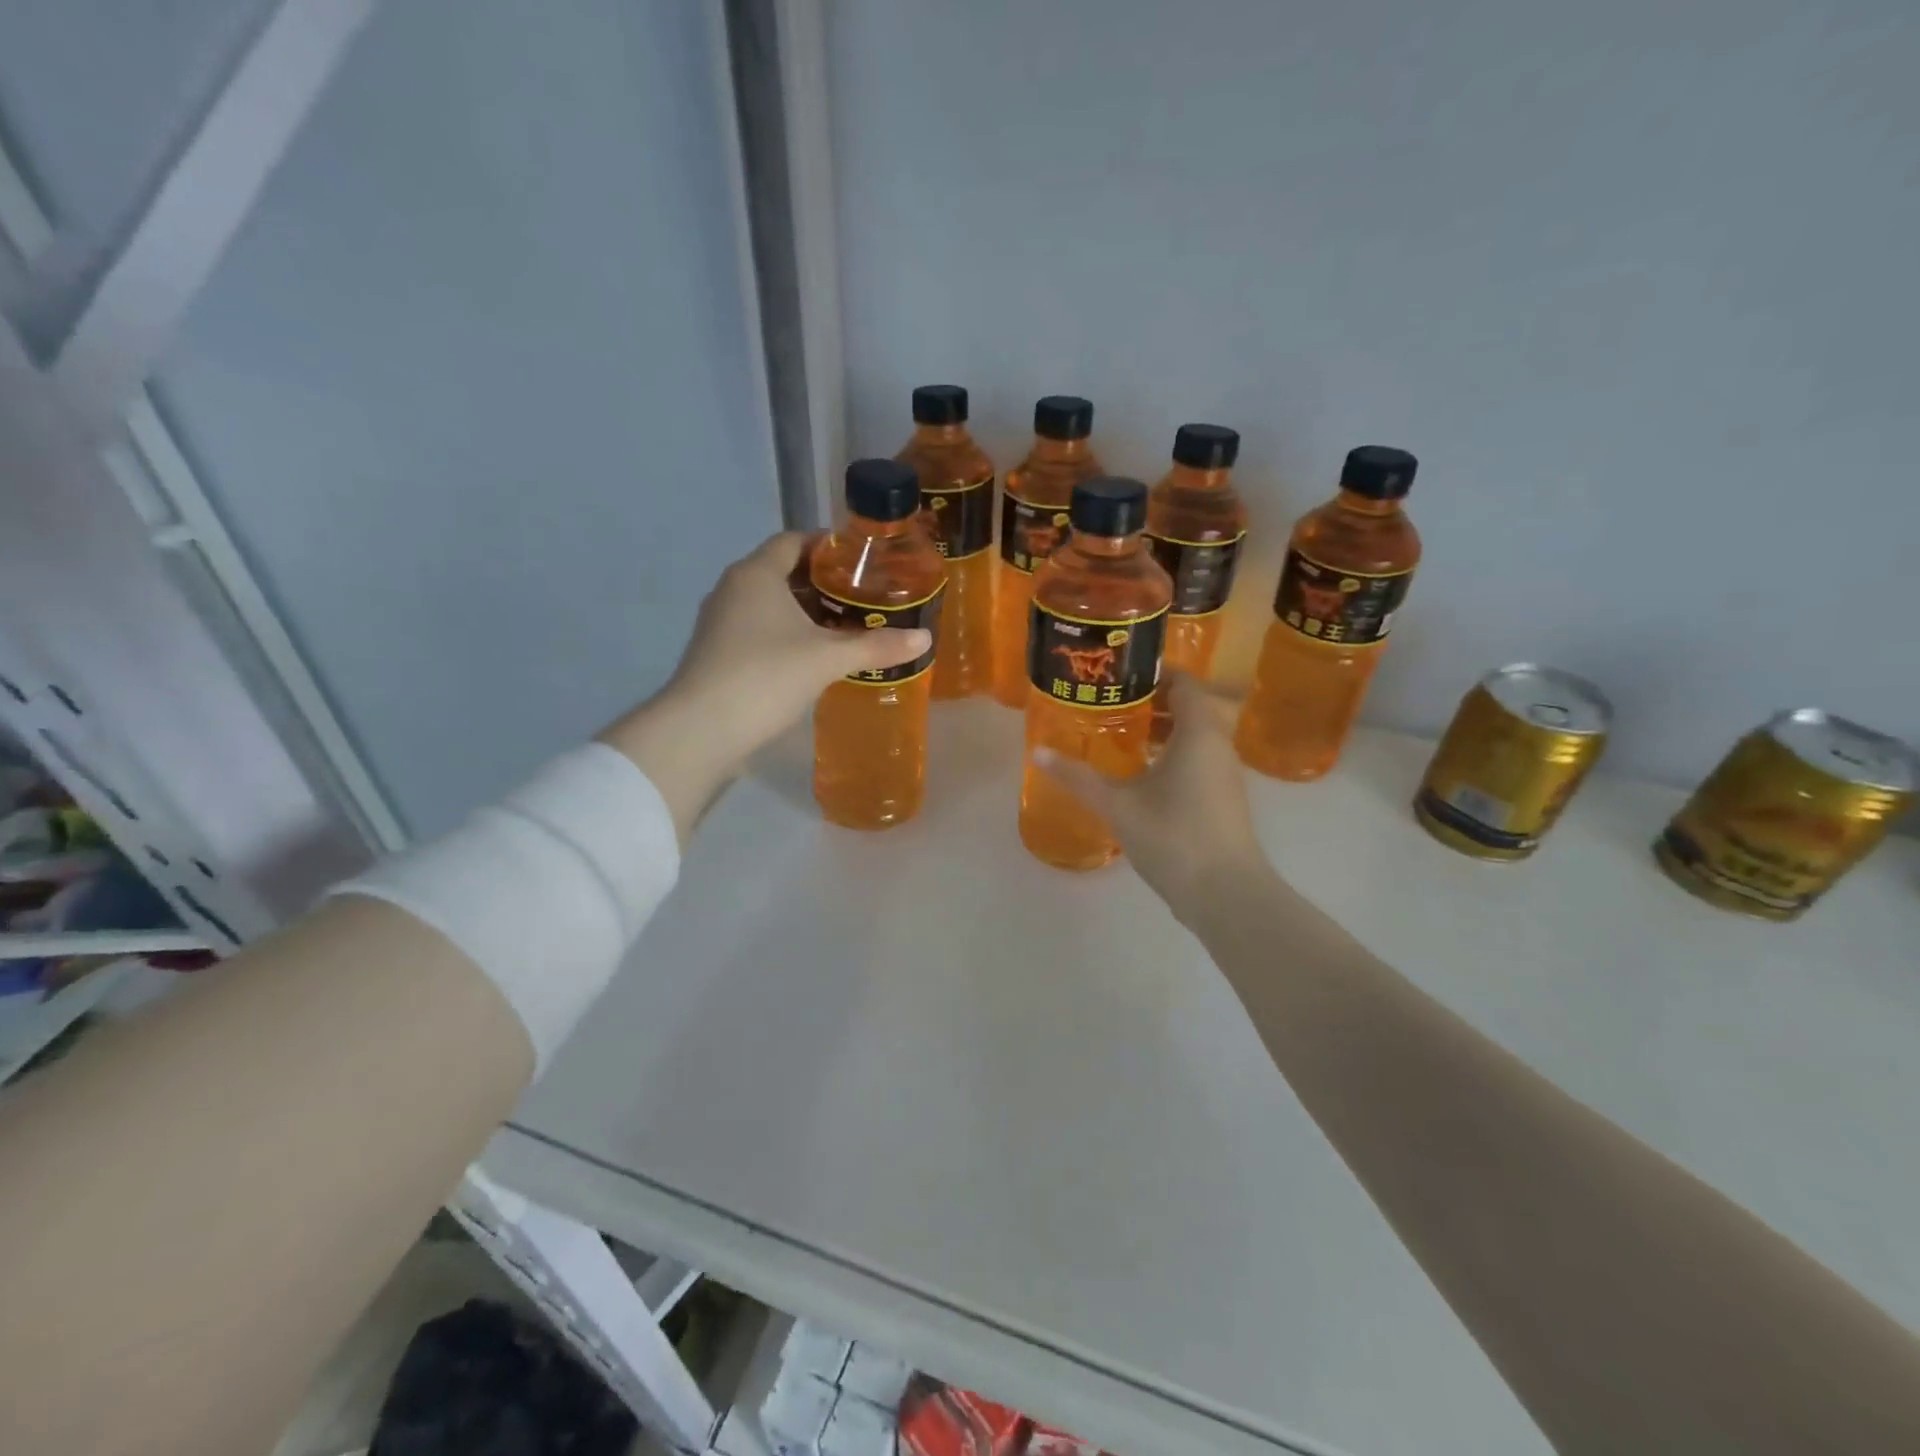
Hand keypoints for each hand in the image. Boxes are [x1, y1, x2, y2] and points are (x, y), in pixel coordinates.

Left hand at [600, 532, 930, 842]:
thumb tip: (924, 638)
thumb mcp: (828, 659)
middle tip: (862, 596)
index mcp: (756, 574)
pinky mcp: (717, 652)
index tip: (861, 560)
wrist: (702, 730)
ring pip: (769, 604)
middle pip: (782, 571)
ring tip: (845, 627)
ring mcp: (720, 622)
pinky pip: (758, 629)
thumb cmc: (766, 676)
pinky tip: (812, 657)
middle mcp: (733, 589)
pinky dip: (786, 634)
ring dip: (804, 612)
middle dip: (822, 582)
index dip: (827, 545)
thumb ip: (876, 646)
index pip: (793, 540)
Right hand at [1034, 674, 1269, 923]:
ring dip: (1161, 730)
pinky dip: (1172, 753)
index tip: (1116, 676)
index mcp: (1199, 732)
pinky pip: (1198, 758)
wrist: (1225, 893)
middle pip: (1189, 706)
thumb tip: (1037, 752)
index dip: (1152, 674)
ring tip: (1119, 735)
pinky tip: (1141, 774)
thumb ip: (1078, 777)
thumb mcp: (1117, 805)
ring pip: (1195, 734)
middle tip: (1109, 704)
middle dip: (1151, 702)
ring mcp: (1225, 772)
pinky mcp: (1224, 797)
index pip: (1183, 682)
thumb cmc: (1172, 837)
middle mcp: (1218, 744)